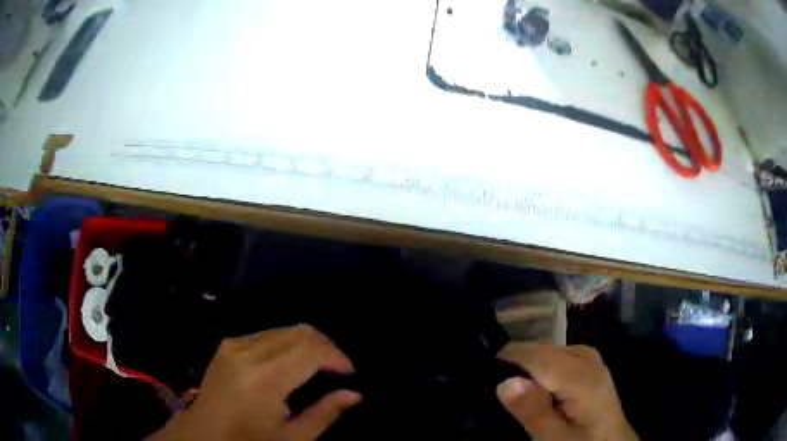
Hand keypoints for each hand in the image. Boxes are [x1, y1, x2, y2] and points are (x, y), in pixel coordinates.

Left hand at [148, 325, 361, 440]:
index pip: (311, 349)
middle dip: (326, 346)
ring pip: (284, 329)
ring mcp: (234, 344)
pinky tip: (289, 364)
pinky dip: (286, 344)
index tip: (349, 373)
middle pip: (300, 331)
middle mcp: (248, 352)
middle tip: (337, 370)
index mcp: (264, 378)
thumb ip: (325, 414)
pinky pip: (267, 334)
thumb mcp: (292, 438)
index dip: (337, 356)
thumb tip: (355, 394)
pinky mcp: (227, 344)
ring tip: (317, 368)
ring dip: (307, 344)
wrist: (203, 434)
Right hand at [496, 342, 637, 440]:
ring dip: (526, 368)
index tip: (484, 378)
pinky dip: (538, 368)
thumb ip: (533, 411)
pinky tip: (536, 388)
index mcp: (581, 376)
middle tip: (500, 396)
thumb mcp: (554, 439)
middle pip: (540, 349)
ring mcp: (588, 356)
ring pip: (545, 350)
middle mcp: (585, 356)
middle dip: (515, 365)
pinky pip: (555, 355)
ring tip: (517, 395)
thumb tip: (504, 381)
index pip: (535, 355)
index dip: (506, 362)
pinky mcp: (587, 361)